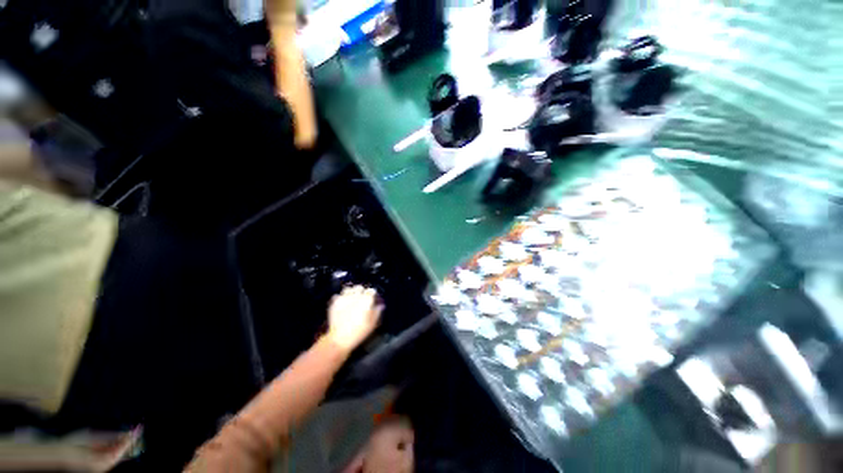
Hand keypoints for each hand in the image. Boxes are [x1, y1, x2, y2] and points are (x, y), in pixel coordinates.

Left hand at [326, 286, 382, 351]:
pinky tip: (342, 303)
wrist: (340, 338)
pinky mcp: (335, 303)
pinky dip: (340, 298)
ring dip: (351, 292)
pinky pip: (338, 295)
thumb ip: (377, 312)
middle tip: (362, 298)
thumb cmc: (359, 332)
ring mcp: (344, 298)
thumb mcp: (372, 323)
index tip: (372, 298)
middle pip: (359, 287)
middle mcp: (355, 296)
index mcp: (366, 300)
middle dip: (361, 291)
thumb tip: (380, 306)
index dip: (372, 294)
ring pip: (348, 289)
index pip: (371, 290)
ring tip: (352, 298)